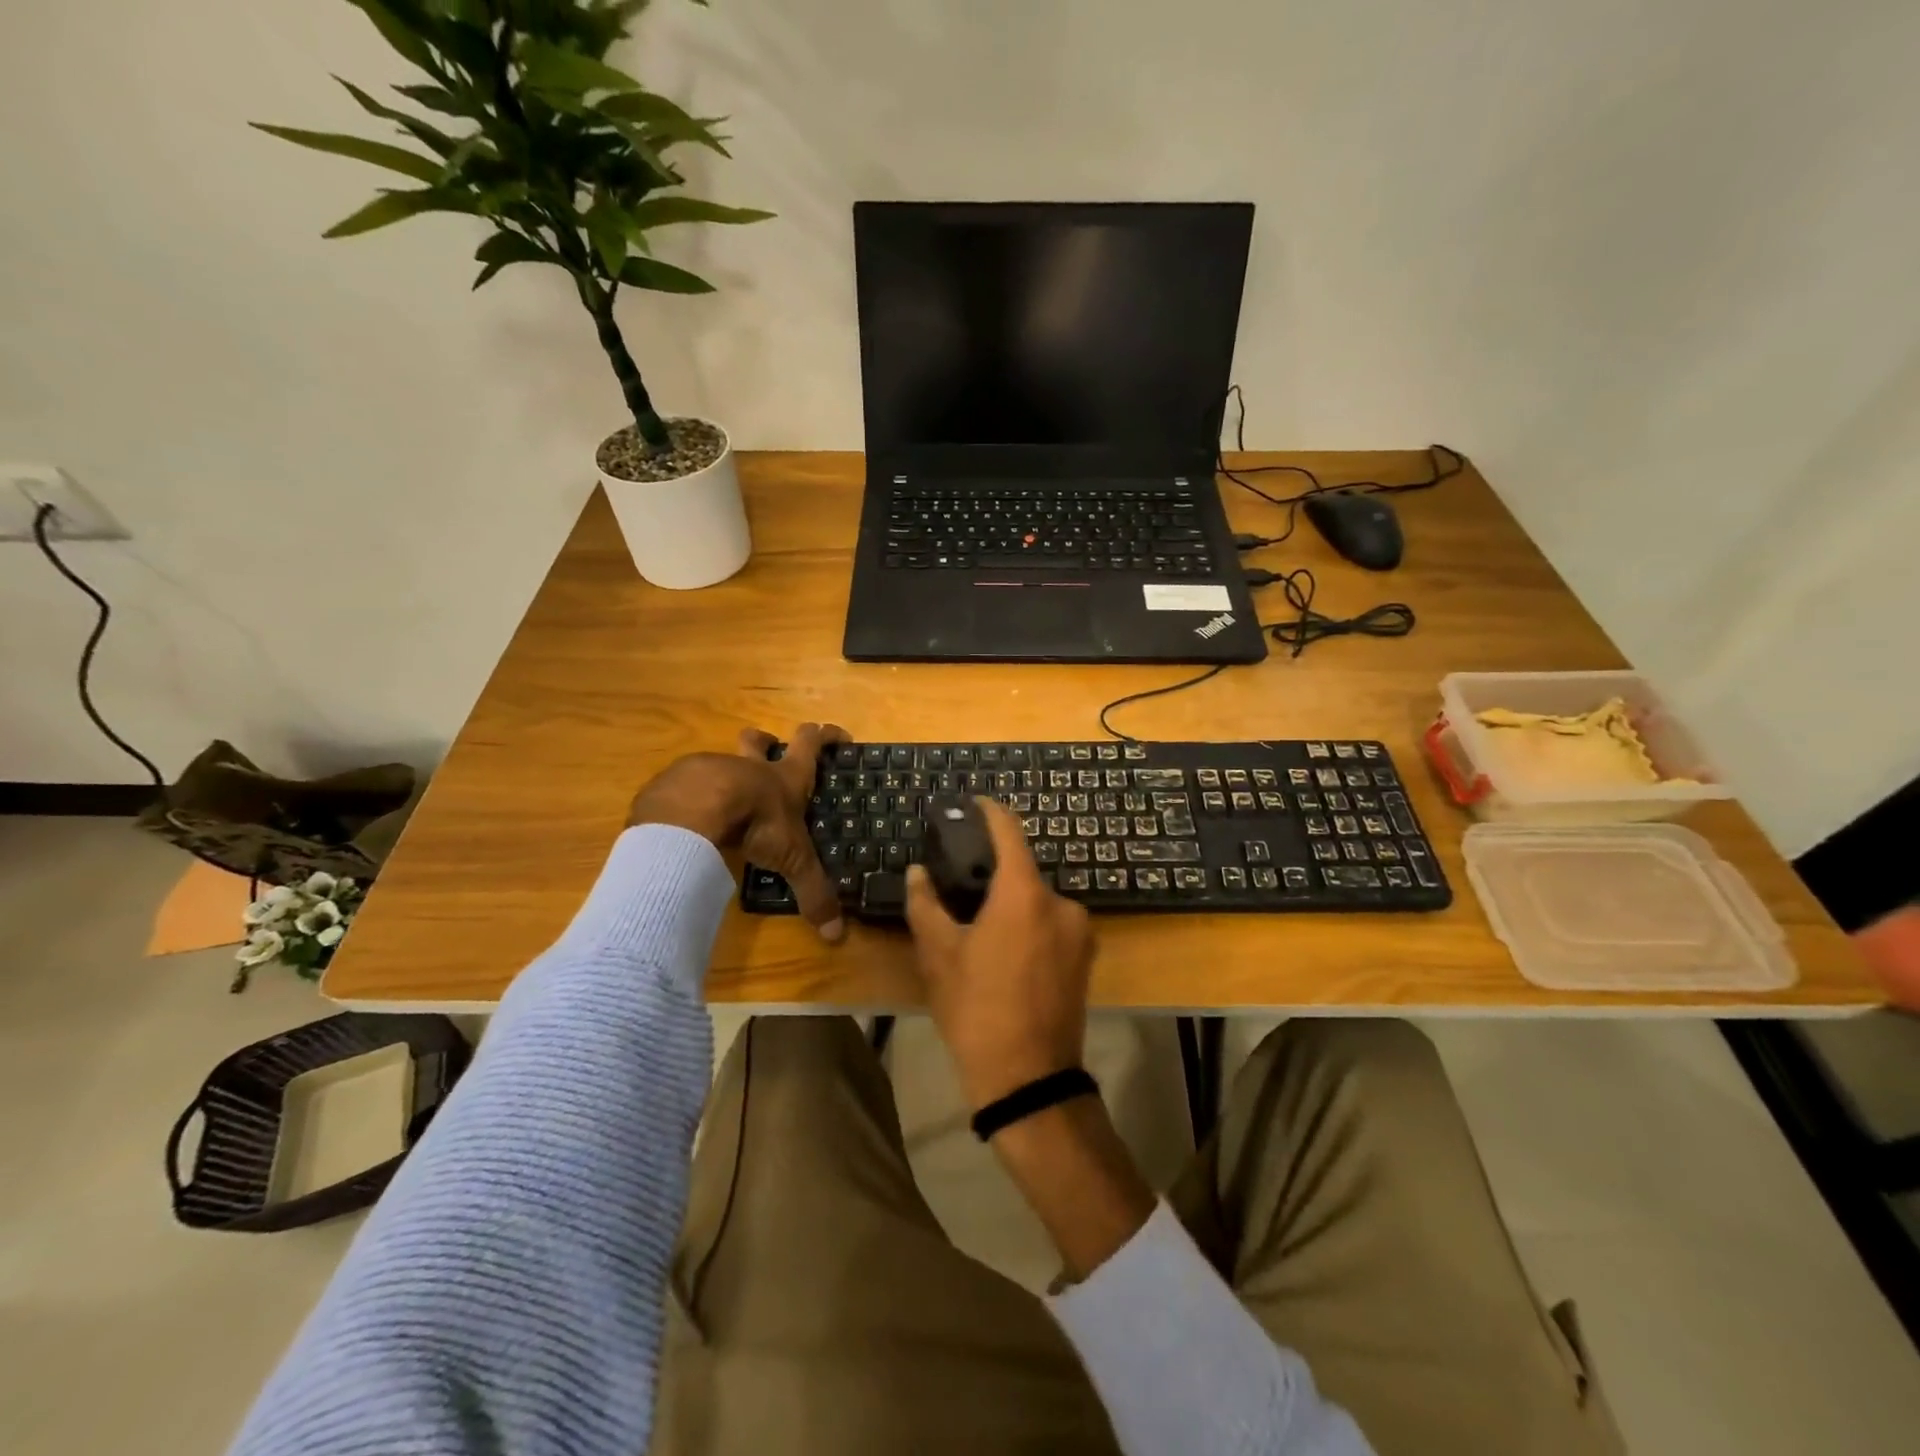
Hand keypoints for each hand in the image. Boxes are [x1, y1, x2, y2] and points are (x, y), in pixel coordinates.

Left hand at [627, 722, 848, 941]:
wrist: (694, 811)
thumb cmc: (756, 823)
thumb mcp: (792, 859)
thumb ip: (813, 893)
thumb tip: (836, 935)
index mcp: (784, 778)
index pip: (811, 744)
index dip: (826, 736)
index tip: (837, 735)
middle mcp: (749, 767)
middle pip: (758, 740)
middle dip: (766, 741)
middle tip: (770, 751)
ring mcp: (710, 769)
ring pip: (722, 761)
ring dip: (727, 772)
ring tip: (724, 800)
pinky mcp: (676, 781)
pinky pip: (687, 784)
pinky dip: (692, 797)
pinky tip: (688, 819)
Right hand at [904, 798, 1093, 1108]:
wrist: (1028, 1079)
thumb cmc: (977, 1009)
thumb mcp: (939, 955)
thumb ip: (926, 905)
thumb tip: (918, 872)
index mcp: (1025, 894)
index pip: (1009, 832)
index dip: (990, 812)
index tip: (974, 803)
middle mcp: (1062, 903)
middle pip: (1023, 871)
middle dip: (994, 873)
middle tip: (961, 883)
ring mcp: (1080, 933)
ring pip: (1037, 902)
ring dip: (1012, 904)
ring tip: (979, 925)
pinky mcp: (1086, 958)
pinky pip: (1052, 925)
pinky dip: (1030, 926)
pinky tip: (1006, 952)